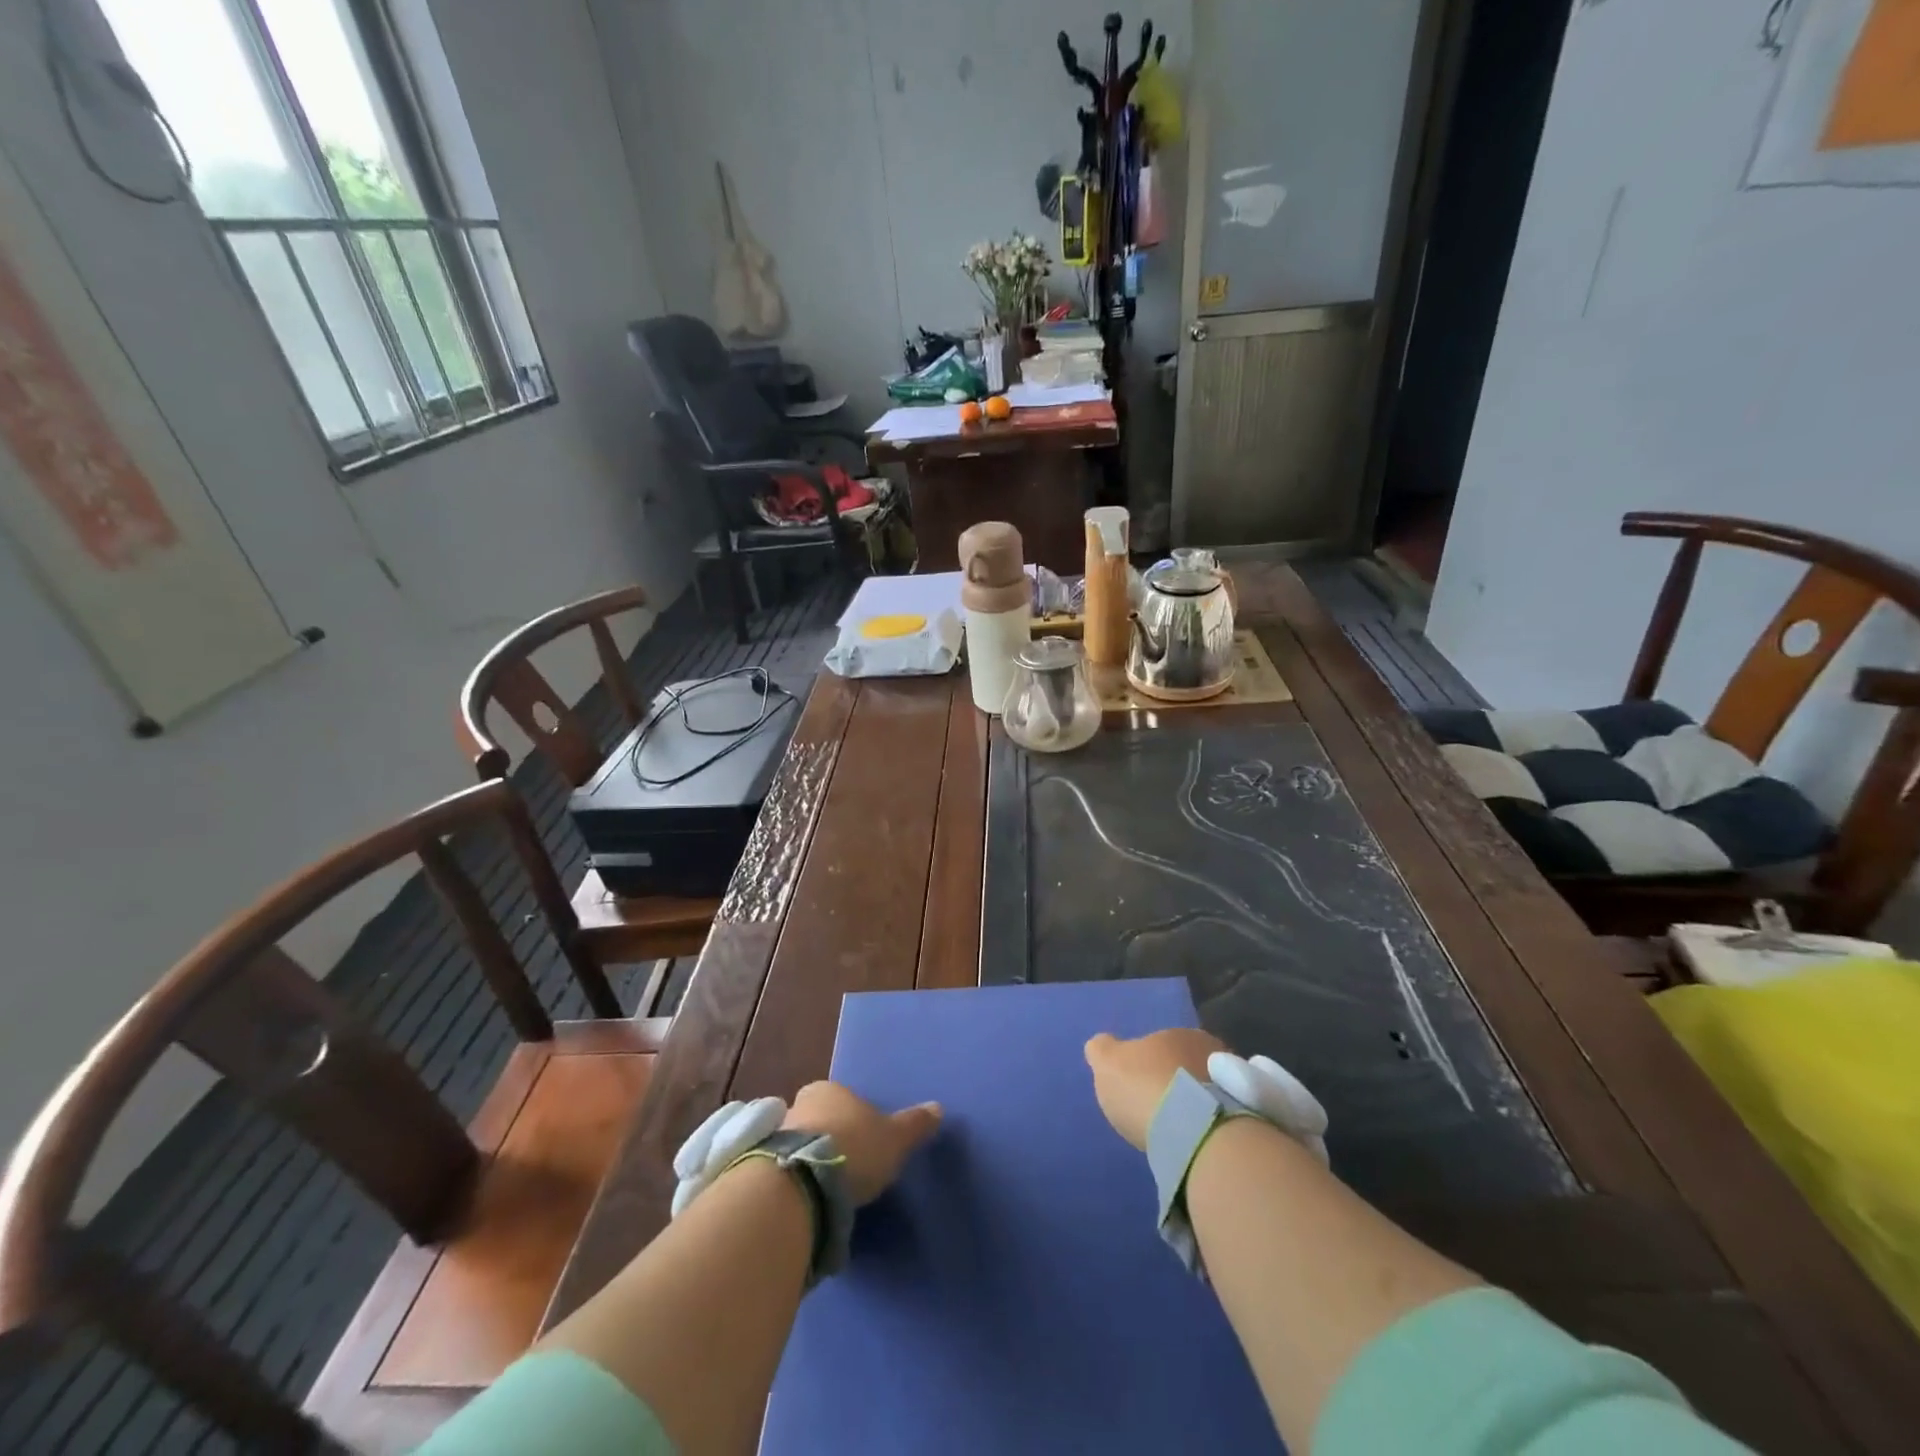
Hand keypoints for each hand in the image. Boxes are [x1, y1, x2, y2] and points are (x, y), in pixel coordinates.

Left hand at [783, 1082, 942, 1204]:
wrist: (801, 1182)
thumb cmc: (854, 1148)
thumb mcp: (894, 1138)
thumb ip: (914, 1124)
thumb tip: (938, 1108)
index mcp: (829, 1090)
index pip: (841, 1099)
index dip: (852, 1119)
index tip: (861, 1143)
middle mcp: (798, 1104)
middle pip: (817, 1119)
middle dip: (828, 1139)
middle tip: (843, 1168)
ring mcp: (774, 1135)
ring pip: (797, 1145)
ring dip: (807, 1162)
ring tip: (824, 1191)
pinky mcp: (758, 1167)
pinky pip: (782, 1171)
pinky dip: (793, 1182)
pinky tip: (805, 1202)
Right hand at [1084, 1028, 1227, 1149]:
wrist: (1197, 1130)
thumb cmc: (1146, 1087)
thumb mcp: (1107, 1063)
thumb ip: (1102, 1050)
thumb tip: (1101, 1044)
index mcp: (1178, 1033)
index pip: (1162, 1044)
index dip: (1149, 1065)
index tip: (1141, 1087)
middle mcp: (1212, 1050)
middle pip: (1188, 1066)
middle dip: (1177, 1084)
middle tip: (1162, 1110)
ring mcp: (1236, 1083)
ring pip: (1210, 1091)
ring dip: (1198, 1105)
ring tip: (1182, 1131)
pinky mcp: (1252, 1118)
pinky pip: (1225, 1117)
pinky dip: (1213, 1125)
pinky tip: (1201, 1142)